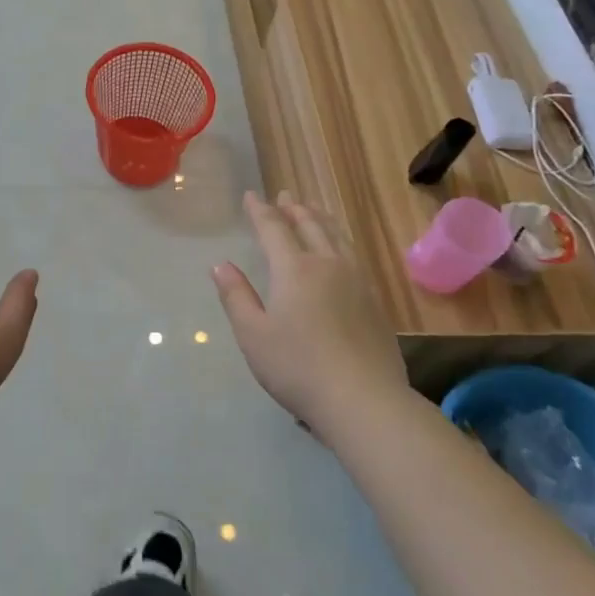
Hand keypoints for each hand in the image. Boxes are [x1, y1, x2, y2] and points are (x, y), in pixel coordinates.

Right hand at [212, 190, 403, 433]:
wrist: (364, 400)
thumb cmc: (297, 367)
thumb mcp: (253, 335)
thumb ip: (236, 296)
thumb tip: (220, 265)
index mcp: (294, 269)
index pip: (273, 228)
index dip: (260, 211)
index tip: (250, 196)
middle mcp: (327, 265)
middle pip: (310, 225)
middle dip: (294, 208)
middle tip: (285, 195)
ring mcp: (357, 281)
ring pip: (337, 237)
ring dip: (321, 219)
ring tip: (313, 210)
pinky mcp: (374, 301)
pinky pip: (353, 255)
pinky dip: (340, 240)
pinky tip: (340, 251)